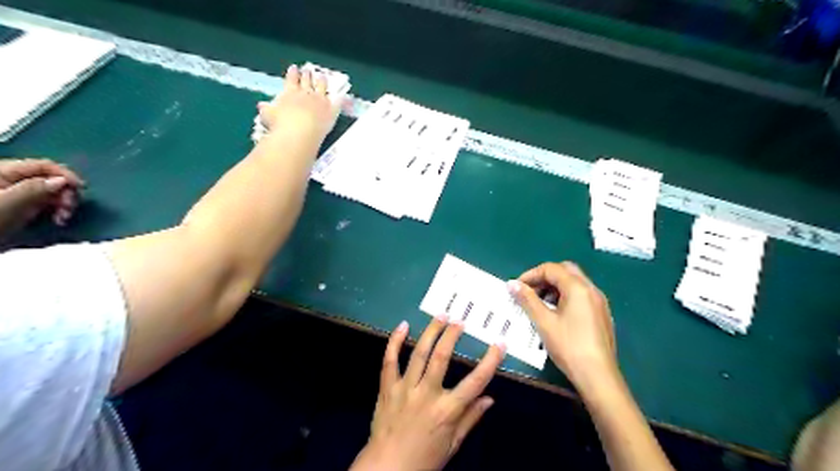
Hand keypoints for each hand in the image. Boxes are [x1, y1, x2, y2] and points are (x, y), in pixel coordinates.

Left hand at [0, 158, 82, 238]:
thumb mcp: (8, 204)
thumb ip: (34, 188)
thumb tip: (62, 181)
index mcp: (3, 171)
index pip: (43, 165)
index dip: (65, 174)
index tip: (81, 187)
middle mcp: (12, 179)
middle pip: (51, 178)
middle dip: (65, 193)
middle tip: (68, 208)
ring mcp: (19, 193)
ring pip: (54, 191)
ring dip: (65, 203)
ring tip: (63, 217)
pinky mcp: (24, 205)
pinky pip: (50, 202)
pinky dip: (59, 210)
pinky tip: (59, 219)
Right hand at [256, 63, 339, 143]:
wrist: (299, 133)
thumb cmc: (280, 125)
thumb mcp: (268, 116)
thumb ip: (266, 109)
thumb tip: (261, 105)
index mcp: (290, 92)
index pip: (291, 79)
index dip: (293, 73)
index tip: (294, 68)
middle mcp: (306, 93)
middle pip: (307, 81)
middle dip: (307, 75)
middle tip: (307, 70)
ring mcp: (320, 100)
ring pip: (321, 87)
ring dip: (321, 81)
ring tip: (322, 77)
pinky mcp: (331, 110)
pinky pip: (337, 102)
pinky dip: (339, 97)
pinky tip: (342, 95)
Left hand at [354, 317, 504, 470]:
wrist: (387, 469)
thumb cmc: (424, 459)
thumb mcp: (453, 444)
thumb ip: (471, 419)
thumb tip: (491, 398)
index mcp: (447, 411)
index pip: (475, 382)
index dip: (490, 361)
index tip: (500, 343)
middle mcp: (426, 394)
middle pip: (441, 357)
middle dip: (452, 335)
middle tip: (460, 320)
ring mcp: (405, 388)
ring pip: (418, 353)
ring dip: (430, 332)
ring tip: (440, 316)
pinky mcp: (387, 387)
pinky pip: (389, 360)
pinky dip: (395, 342)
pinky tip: (402, 326)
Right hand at [505, 264, 613, 386]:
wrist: (598, 376)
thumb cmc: (569, 346)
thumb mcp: (544, 322)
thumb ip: (527, 300)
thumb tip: (512, 284)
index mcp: (578, 288)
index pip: (551, 269)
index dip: (531, 275)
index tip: (517, 288)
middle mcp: (591, 289)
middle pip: (565, 271)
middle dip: (544, 278)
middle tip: (529, 291)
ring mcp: (599, 302)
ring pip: (574, 283)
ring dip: (555, 287)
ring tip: (540, 304)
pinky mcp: (601, 314)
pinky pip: (581, 295)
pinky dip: (566, 296)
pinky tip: (556, 314)